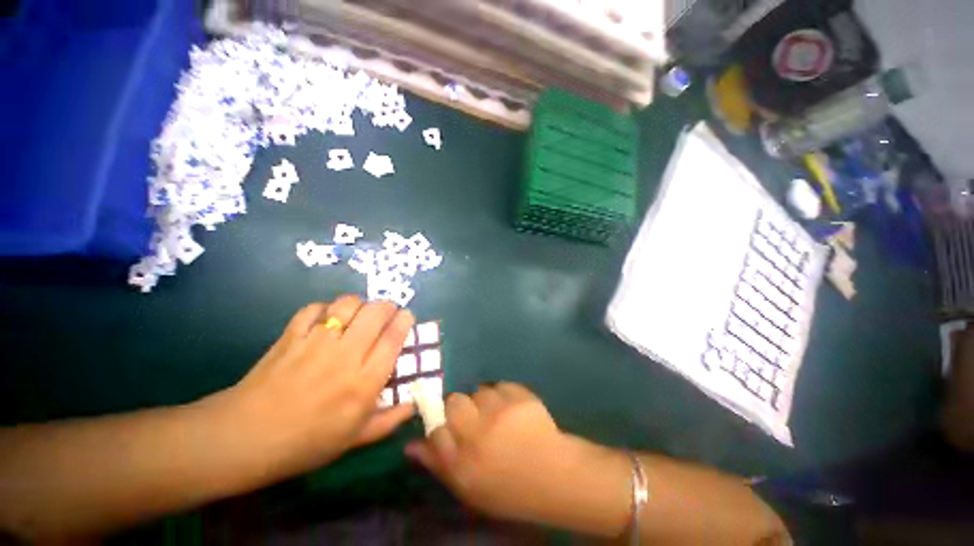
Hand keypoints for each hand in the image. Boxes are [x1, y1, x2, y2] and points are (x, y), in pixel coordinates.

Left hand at [218, 295, 415, 476]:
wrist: (244, 438)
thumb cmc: (305, 443)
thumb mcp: (353, 440)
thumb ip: (388, 421)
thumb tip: (413, 405)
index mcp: (364, 382)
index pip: (393, 339)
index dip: (404, 321)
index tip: (407, 316)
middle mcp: (345, 356)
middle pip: (375, 314)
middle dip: (387, 307)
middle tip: (386, 312)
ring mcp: (316, 342)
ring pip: (347, 305)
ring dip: (359, 304)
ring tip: (358, 313)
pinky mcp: (291, 336)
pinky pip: (314, 308)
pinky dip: (325, 308)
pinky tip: (326, 318)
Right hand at [405, 383, 625, 530]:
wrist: (554, 475)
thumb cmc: (508, 487)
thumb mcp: (468, 487)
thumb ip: (438, 464)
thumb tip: (410, 445)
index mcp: (463, 460)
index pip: (435, 429)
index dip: (439, 423)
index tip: (447, 425)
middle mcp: (478, 431)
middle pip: (454, 401)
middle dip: (459, 408)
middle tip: (474, 419)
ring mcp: (501, 410)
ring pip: (479, 391)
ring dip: (484, 401)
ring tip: (498, 415)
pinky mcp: (520, 396)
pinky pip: (502, 386)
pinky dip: (504, 394)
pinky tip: (513, 409)